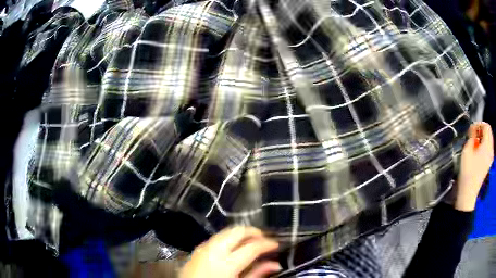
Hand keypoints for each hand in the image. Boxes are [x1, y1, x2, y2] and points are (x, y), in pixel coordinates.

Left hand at [179, 226, 280, 277]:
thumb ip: (257, 274)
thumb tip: (275, 264)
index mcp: (225, 263)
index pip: (252, 246)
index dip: (267, 243)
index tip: (276, 244)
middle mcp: (212, 250)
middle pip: (237, 231)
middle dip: (253, 232)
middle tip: (264, 239)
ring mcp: (202, 248)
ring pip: (226, 232)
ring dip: (241, 235)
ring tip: (251, 243)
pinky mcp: (197, 250)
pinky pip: (216, 239)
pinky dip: (228, 239)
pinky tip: (234, 249)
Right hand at [456, 122, 493, 210]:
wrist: (469, 192)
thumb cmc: (468, 170)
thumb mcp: (467, 149)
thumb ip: (472, 136)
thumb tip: (473, 128)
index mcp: (487, 145)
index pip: (486, 126)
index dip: (479, 124)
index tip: (472, 129)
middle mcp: (491, 149)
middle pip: (489, 132)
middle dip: (482, 130)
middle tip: (474, 134)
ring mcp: (491, 157)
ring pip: (489, 139)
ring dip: (483, 137)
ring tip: (475, 143)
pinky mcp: (489, 163)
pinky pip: (489, 147)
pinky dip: (485, 145)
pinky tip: (479, 151)